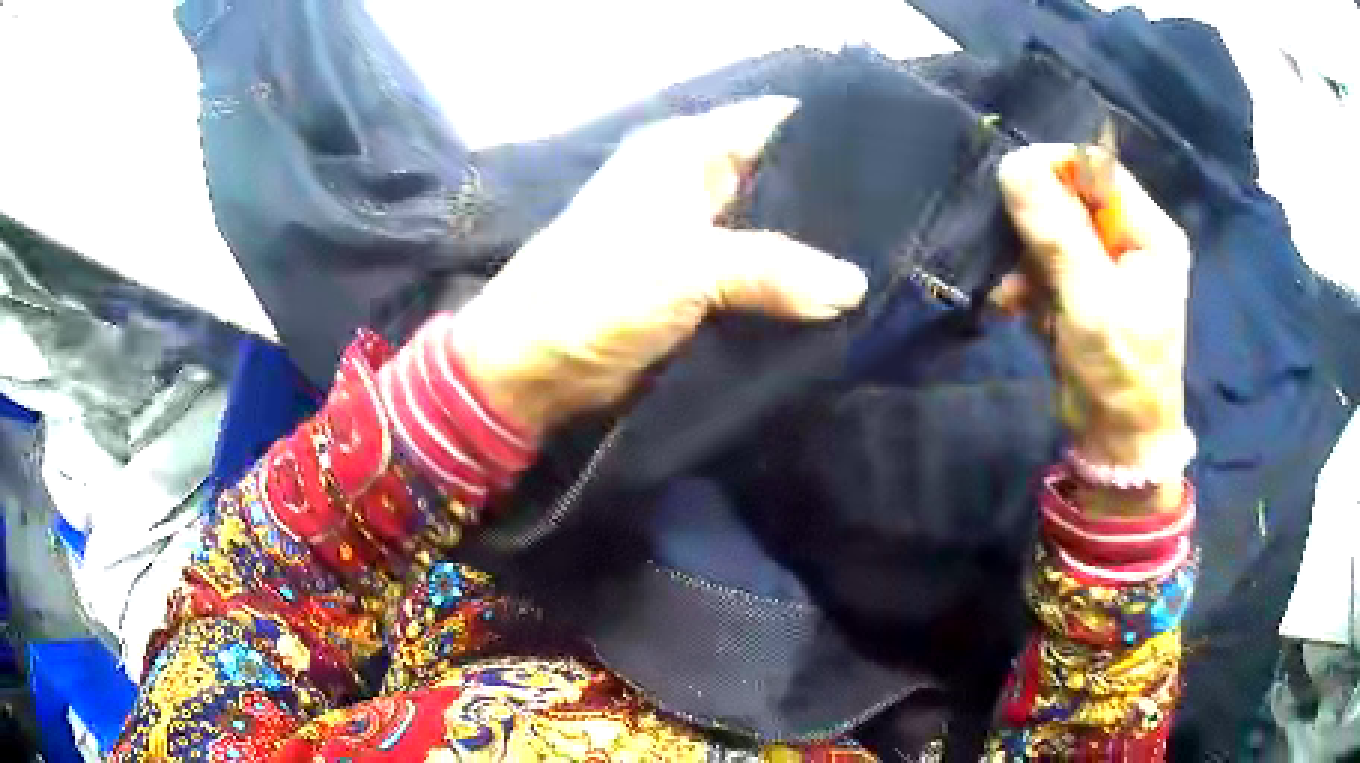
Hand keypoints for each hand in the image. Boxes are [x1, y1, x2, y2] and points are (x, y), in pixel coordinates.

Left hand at [451, 98, 868, 438]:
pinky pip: (765, 278)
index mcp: (686, 151)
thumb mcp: (686, 266)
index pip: (774, 122)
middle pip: (783, 178)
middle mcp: (698, 182)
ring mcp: (703, 236)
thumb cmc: (595, 292)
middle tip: (904, 223)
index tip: (894, 160)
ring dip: (819, 251)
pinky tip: (846, 298)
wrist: (538, 365)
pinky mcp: (705, 285)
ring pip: (779, 232)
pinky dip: (797, 289)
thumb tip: (855, 285)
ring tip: (892, 260)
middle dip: (835, 201)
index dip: (830, 134)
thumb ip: (774, 268)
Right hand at [993, 144, 1190, 509]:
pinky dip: (1023, 285)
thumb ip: (1057, 233)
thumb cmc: (1120, 375)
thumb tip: (1013, 164)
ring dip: (1023, 260)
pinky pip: (1043, 266)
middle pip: (1071, 200)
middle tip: (1007, 248)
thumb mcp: (1092, 301)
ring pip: (1050, 233)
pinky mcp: (1081, 291)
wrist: (1116, 445)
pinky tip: (1013, 307)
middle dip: (1034, 224)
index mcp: (1148, 233)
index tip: (1010, 182)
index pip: (1098, 171)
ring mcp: (1103, 267)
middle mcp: (1128, 241)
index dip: (1055, 168)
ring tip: (1012, 294)